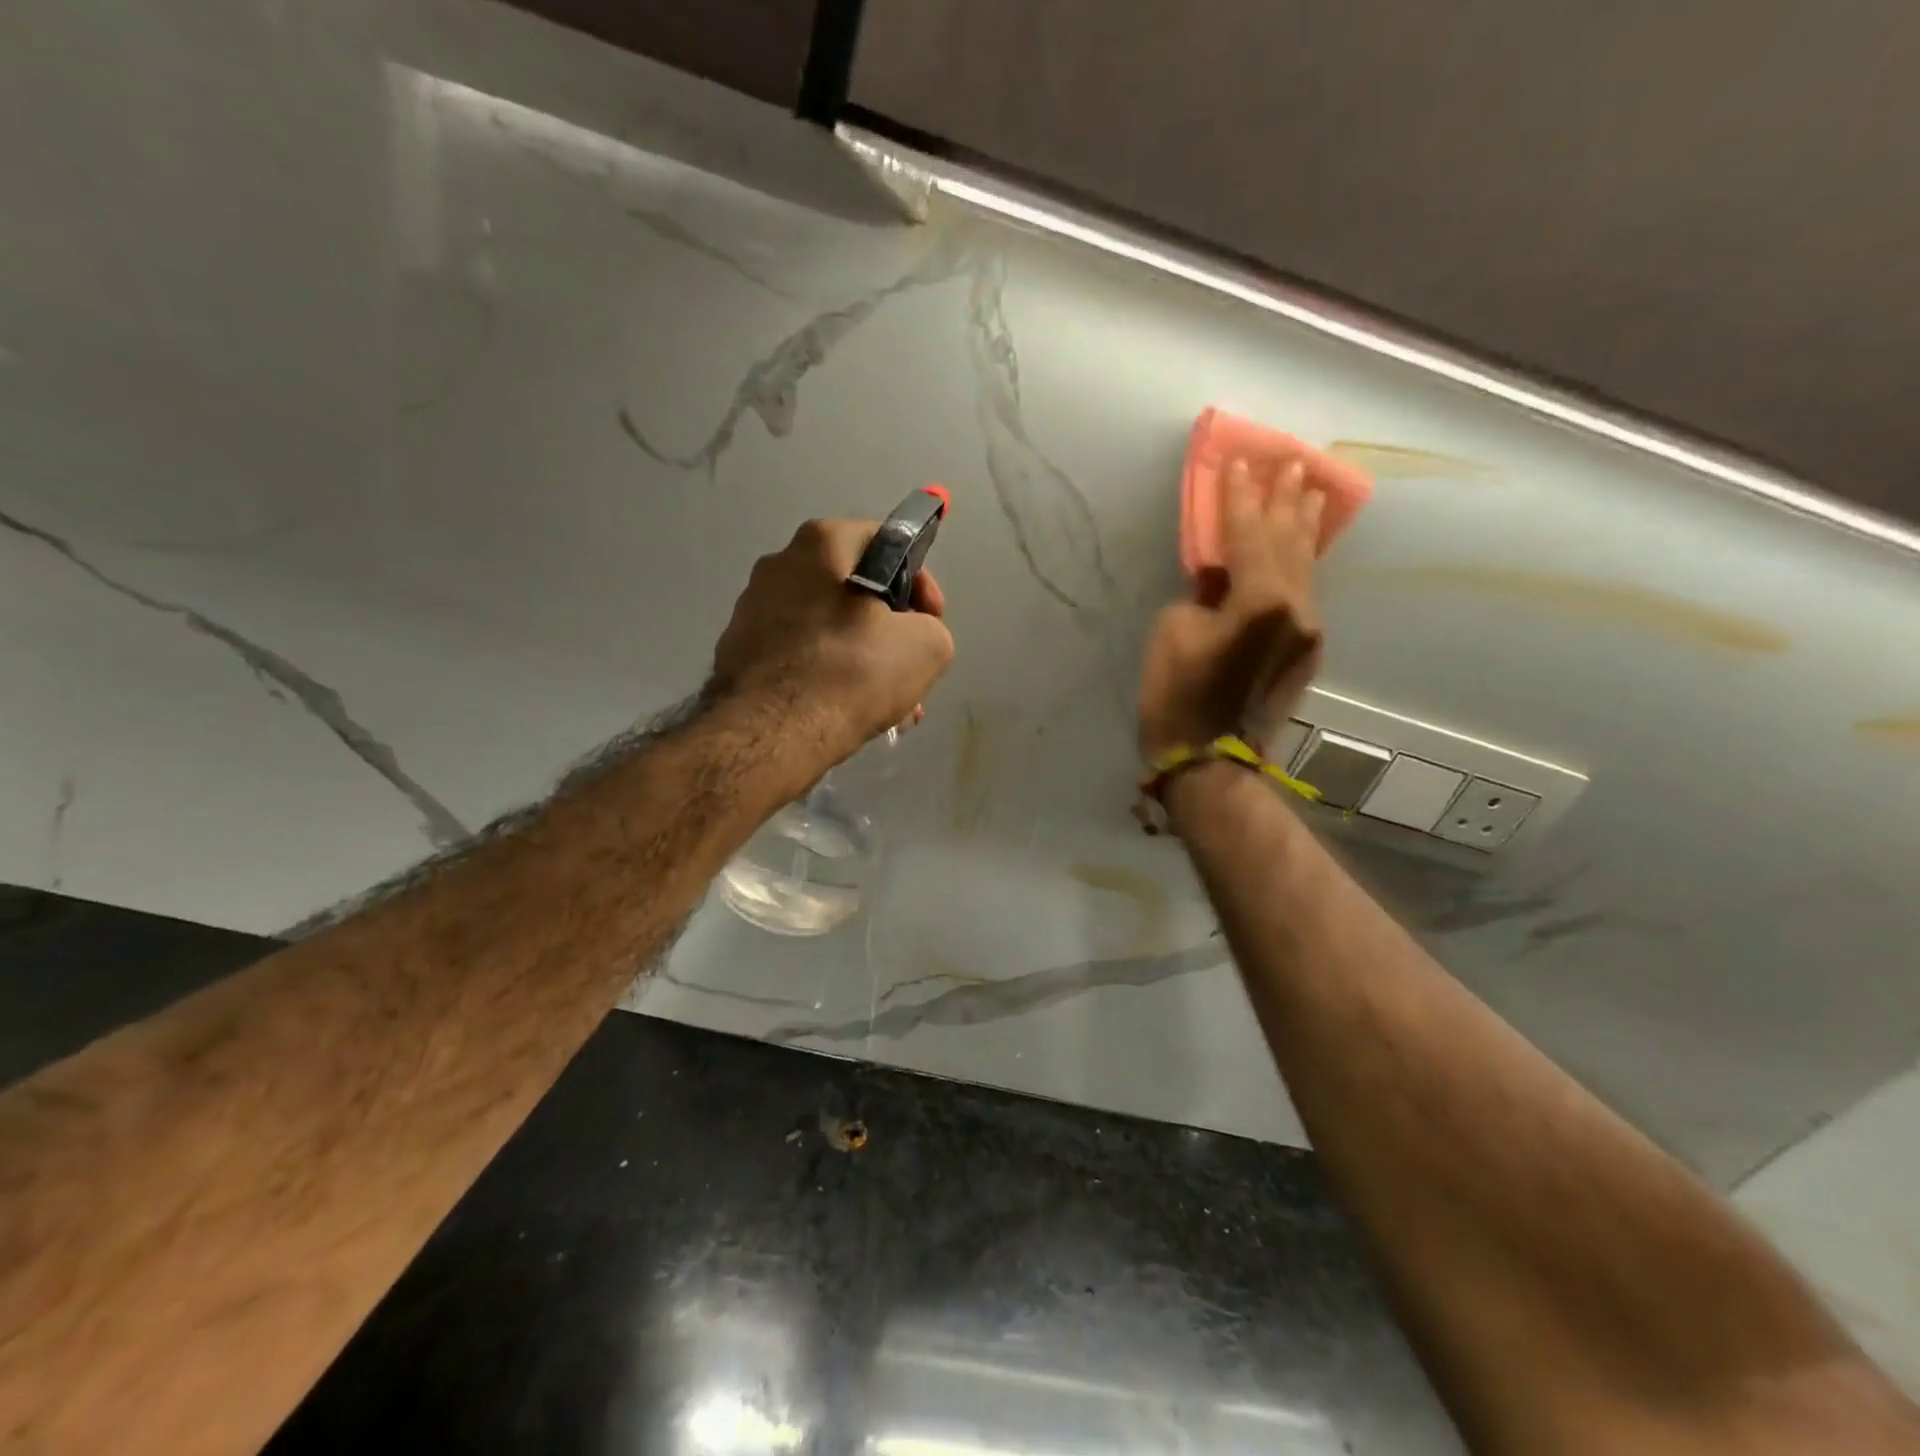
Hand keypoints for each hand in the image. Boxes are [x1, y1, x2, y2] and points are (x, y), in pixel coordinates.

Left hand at [712, 518, 954, 763]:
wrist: (771, 733)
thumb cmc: (851, 672)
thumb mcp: (927, 647)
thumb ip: (932, 627)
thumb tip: (914, 634)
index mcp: (822, 543)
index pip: (888, 542)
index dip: (920, 582)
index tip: (930, 620)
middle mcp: (780, 563)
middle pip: (854, 588)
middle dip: (889, 628)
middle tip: (908, 667)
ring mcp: (752, 607)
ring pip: (827, 626)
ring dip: (860, 656)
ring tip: (883, 701)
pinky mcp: (738, 649)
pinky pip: (798, 653)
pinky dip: (825, 673)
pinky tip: (844, 709)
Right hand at [1139, 459, 1324, 760]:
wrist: (1210, 763)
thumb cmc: (1179, 698)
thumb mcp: (1174, 632)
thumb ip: (1203, 593)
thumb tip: (1220, 579)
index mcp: (1262, 601)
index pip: (1249, 533)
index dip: (1240, 497)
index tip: (1239, 462)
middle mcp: (1297, 609)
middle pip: (1290, 543)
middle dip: (1286, 502)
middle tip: (1293, 463)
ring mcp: (1308, 632)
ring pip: (1305, 568)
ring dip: (1304, 529)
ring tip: (1311, 493)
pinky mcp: (1306, 652)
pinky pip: (1305, 593)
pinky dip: (1300, 564)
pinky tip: (1301, 549)